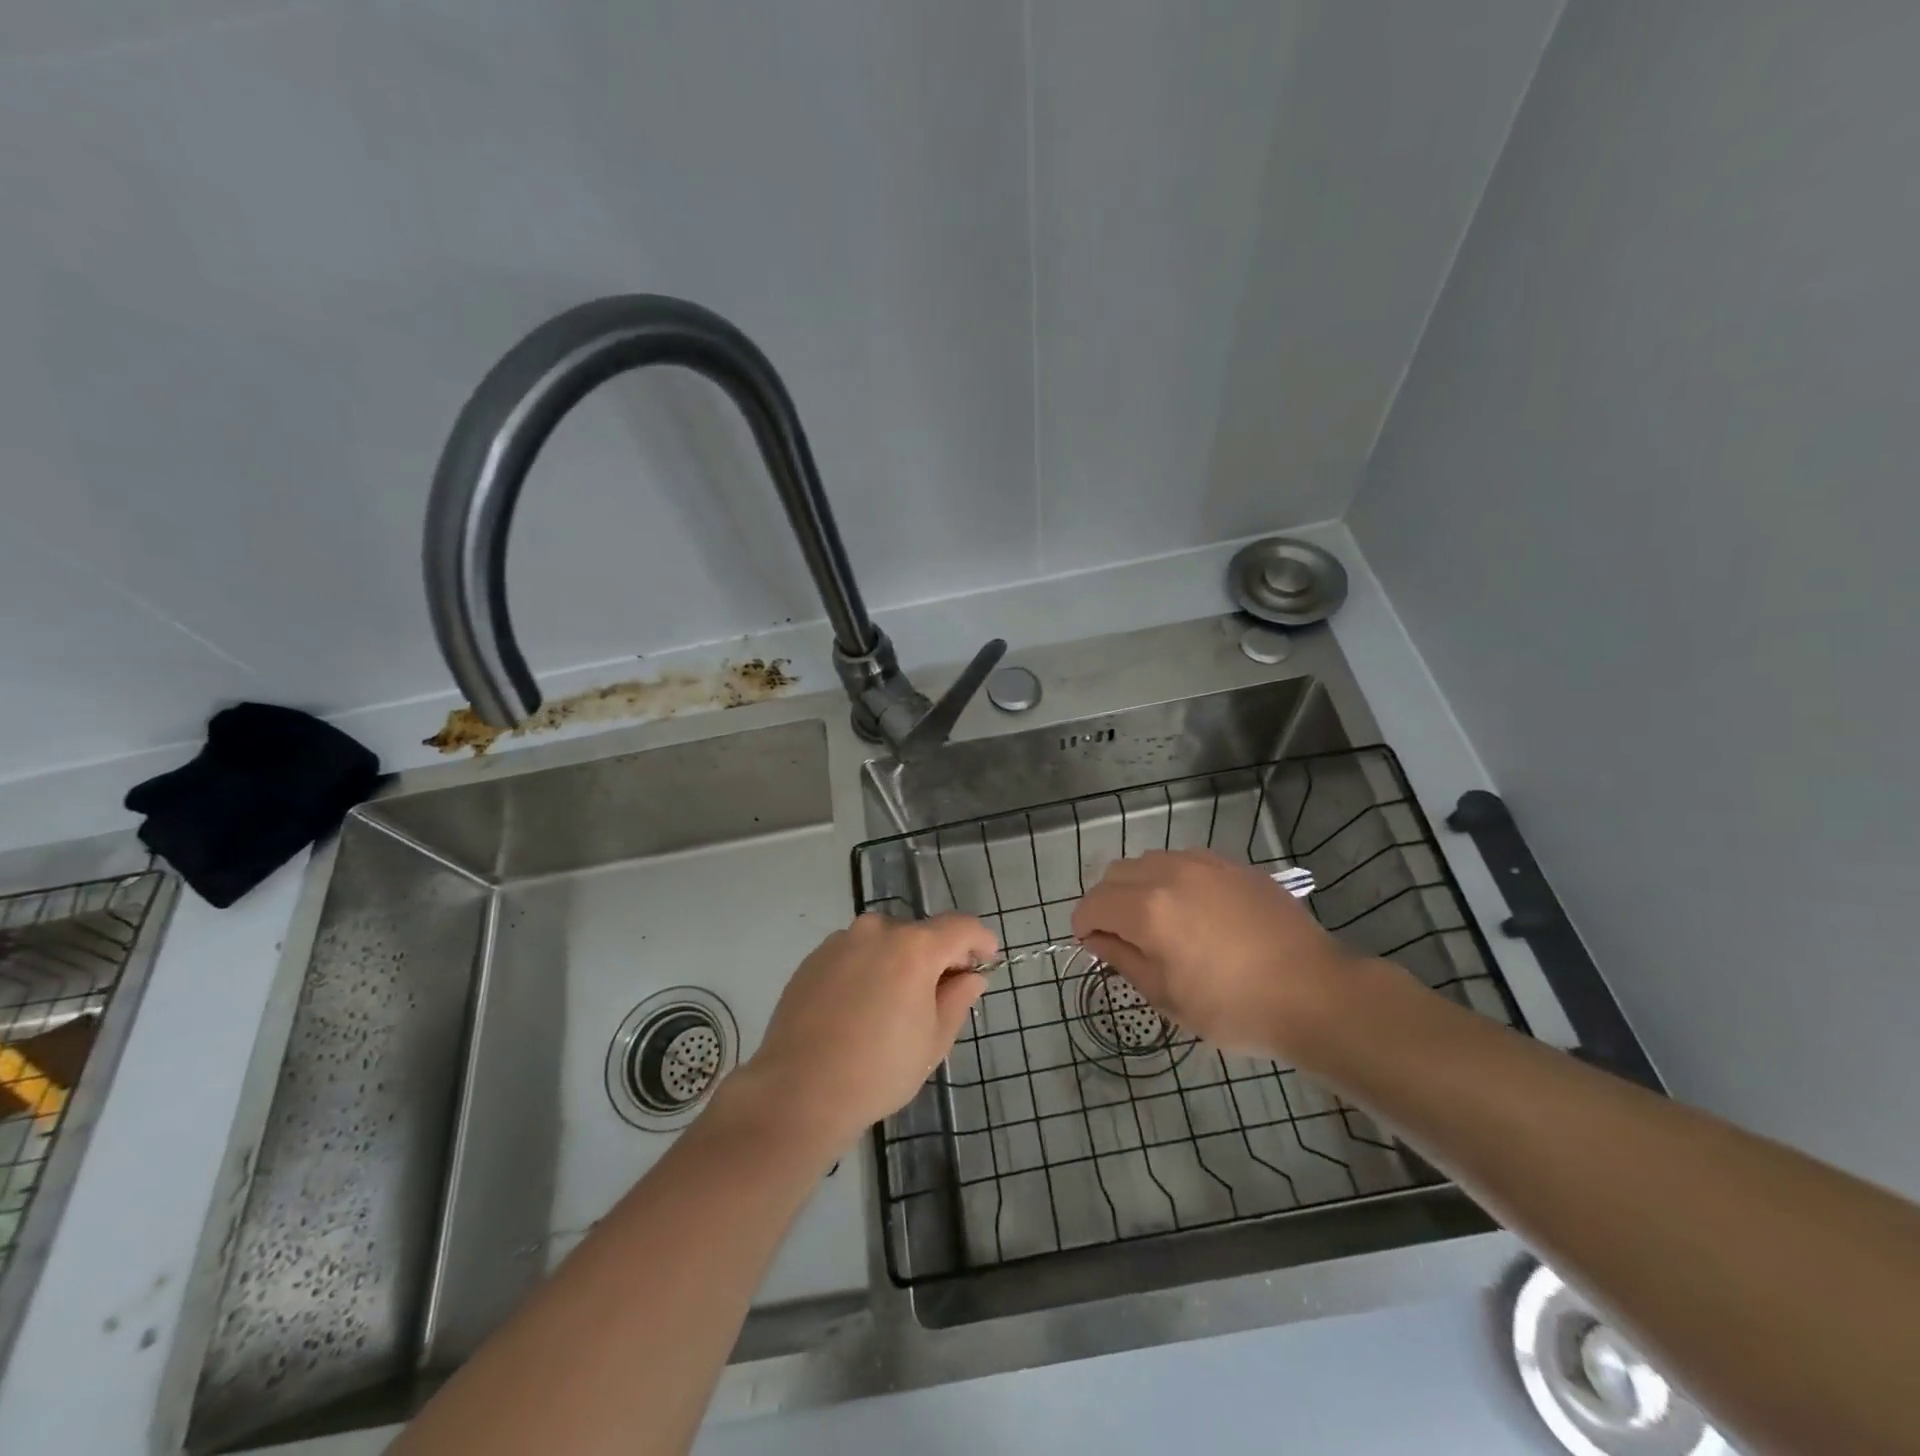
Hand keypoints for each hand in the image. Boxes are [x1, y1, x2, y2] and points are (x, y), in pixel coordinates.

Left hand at [730, 913, 997, 1152]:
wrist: (798, 1092)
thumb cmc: (878, 1070)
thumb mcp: (933, 1041)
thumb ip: (958, 999)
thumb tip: (970, 976)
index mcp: (914, 946)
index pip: (961, 927)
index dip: (981, 941)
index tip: (988, 961)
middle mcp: (877, 931)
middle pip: (920, 933)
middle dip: (937, 956)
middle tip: (942, 993)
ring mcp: (840, 941)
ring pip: (884, 942)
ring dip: (899, 962)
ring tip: (895, 1005)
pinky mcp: (813, 958)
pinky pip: (854, 954)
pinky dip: (868, 969)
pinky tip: (861, 1008)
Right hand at [1071, 849, 1365, 1060]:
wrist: (1315, 993)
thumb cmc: (1234, 1008)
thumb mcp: (1167, 997)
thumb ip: (1123, 960)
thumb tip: (1098, 939)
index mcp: (1148, 909)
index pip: (1093, 904)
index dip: (1083, 926)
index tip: (1092, 947)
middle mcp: (1170, 873)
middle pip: (1115, 874)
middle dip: (1106, 902)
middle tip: (1122, 936)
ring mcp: (1205, 863)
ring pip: (1149, 861)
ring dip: (1138, 886)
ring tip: (1158, 920)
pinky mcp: (1233, 865)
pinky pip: (1184, 860)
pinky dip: (1171, 878)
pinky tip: (1193, 909)